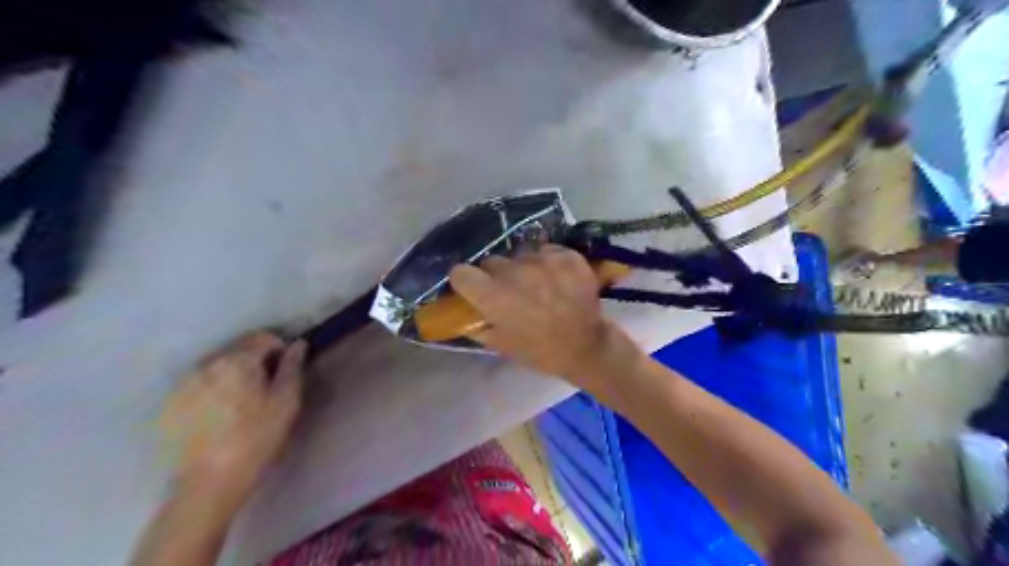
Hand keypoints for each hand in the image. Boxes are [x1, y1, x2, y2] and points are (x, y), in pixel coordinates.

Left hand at [158, 329, 302, 501]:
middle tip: (267, 387)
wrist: (208, 483)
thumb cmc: (257, 438)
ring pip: (216, 366)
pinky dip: (213, 390)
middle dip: (255, 360)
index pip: (262, 337)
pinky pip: (199, 384)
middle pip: (237, 349)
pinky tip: (220, 415)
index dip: (279, 348)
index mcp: (238, 360)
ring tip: (242, 401)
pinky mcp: (170, 404)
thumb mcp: (287, 402)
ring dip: (233, 374)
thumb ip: (293, 367)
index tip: (286, 369)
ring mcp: (183, 384)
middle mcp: (206, 364)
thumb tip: (298, 344)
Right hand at [448, 246, 635, 391]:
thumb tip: (461, 310)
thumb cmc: (539, 351)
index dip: (465, 281)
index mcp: (493, 296)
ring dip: (523, 267)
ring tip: (537, 284)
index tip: (472, 288)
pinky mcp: (566, 255)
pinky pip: (546, 251)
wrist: (586, 347)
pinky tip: (556, 279)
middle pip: (492, 261)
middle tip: (510, 291)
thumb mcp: (499, 344)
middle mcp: (514, 271)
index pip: (460, 272)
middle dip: (496, 275)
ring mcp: (543, 260)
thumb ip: (475, 323)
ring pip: (520, 254)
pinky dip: (548, 263)